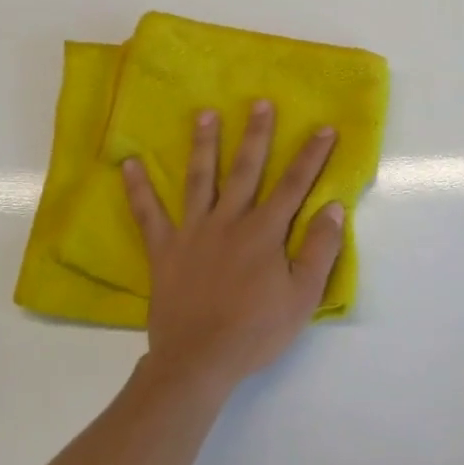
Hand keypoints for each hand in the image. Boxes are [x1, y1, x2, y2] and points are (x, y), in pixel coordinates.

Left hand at [122, 101, 344, 400]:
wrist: (199, 361)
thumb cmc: (256, 330)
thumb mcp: (303, 295)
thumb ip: (320, 249)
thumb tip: (334, 207)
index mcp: (265, 232)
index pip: (294, 185)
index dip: (312, 156)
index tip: (324, 128)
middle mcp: (230, 221)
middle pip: (246, 170)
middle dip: (256, 135)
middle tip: (260, 103)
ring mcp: (193, 232)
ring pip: (200, 179)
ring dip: (204, 145)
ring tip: (204, 114)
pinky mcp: (165, 249)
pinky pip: (149, 215)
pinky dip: (138, 190)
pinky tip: (129, 165)